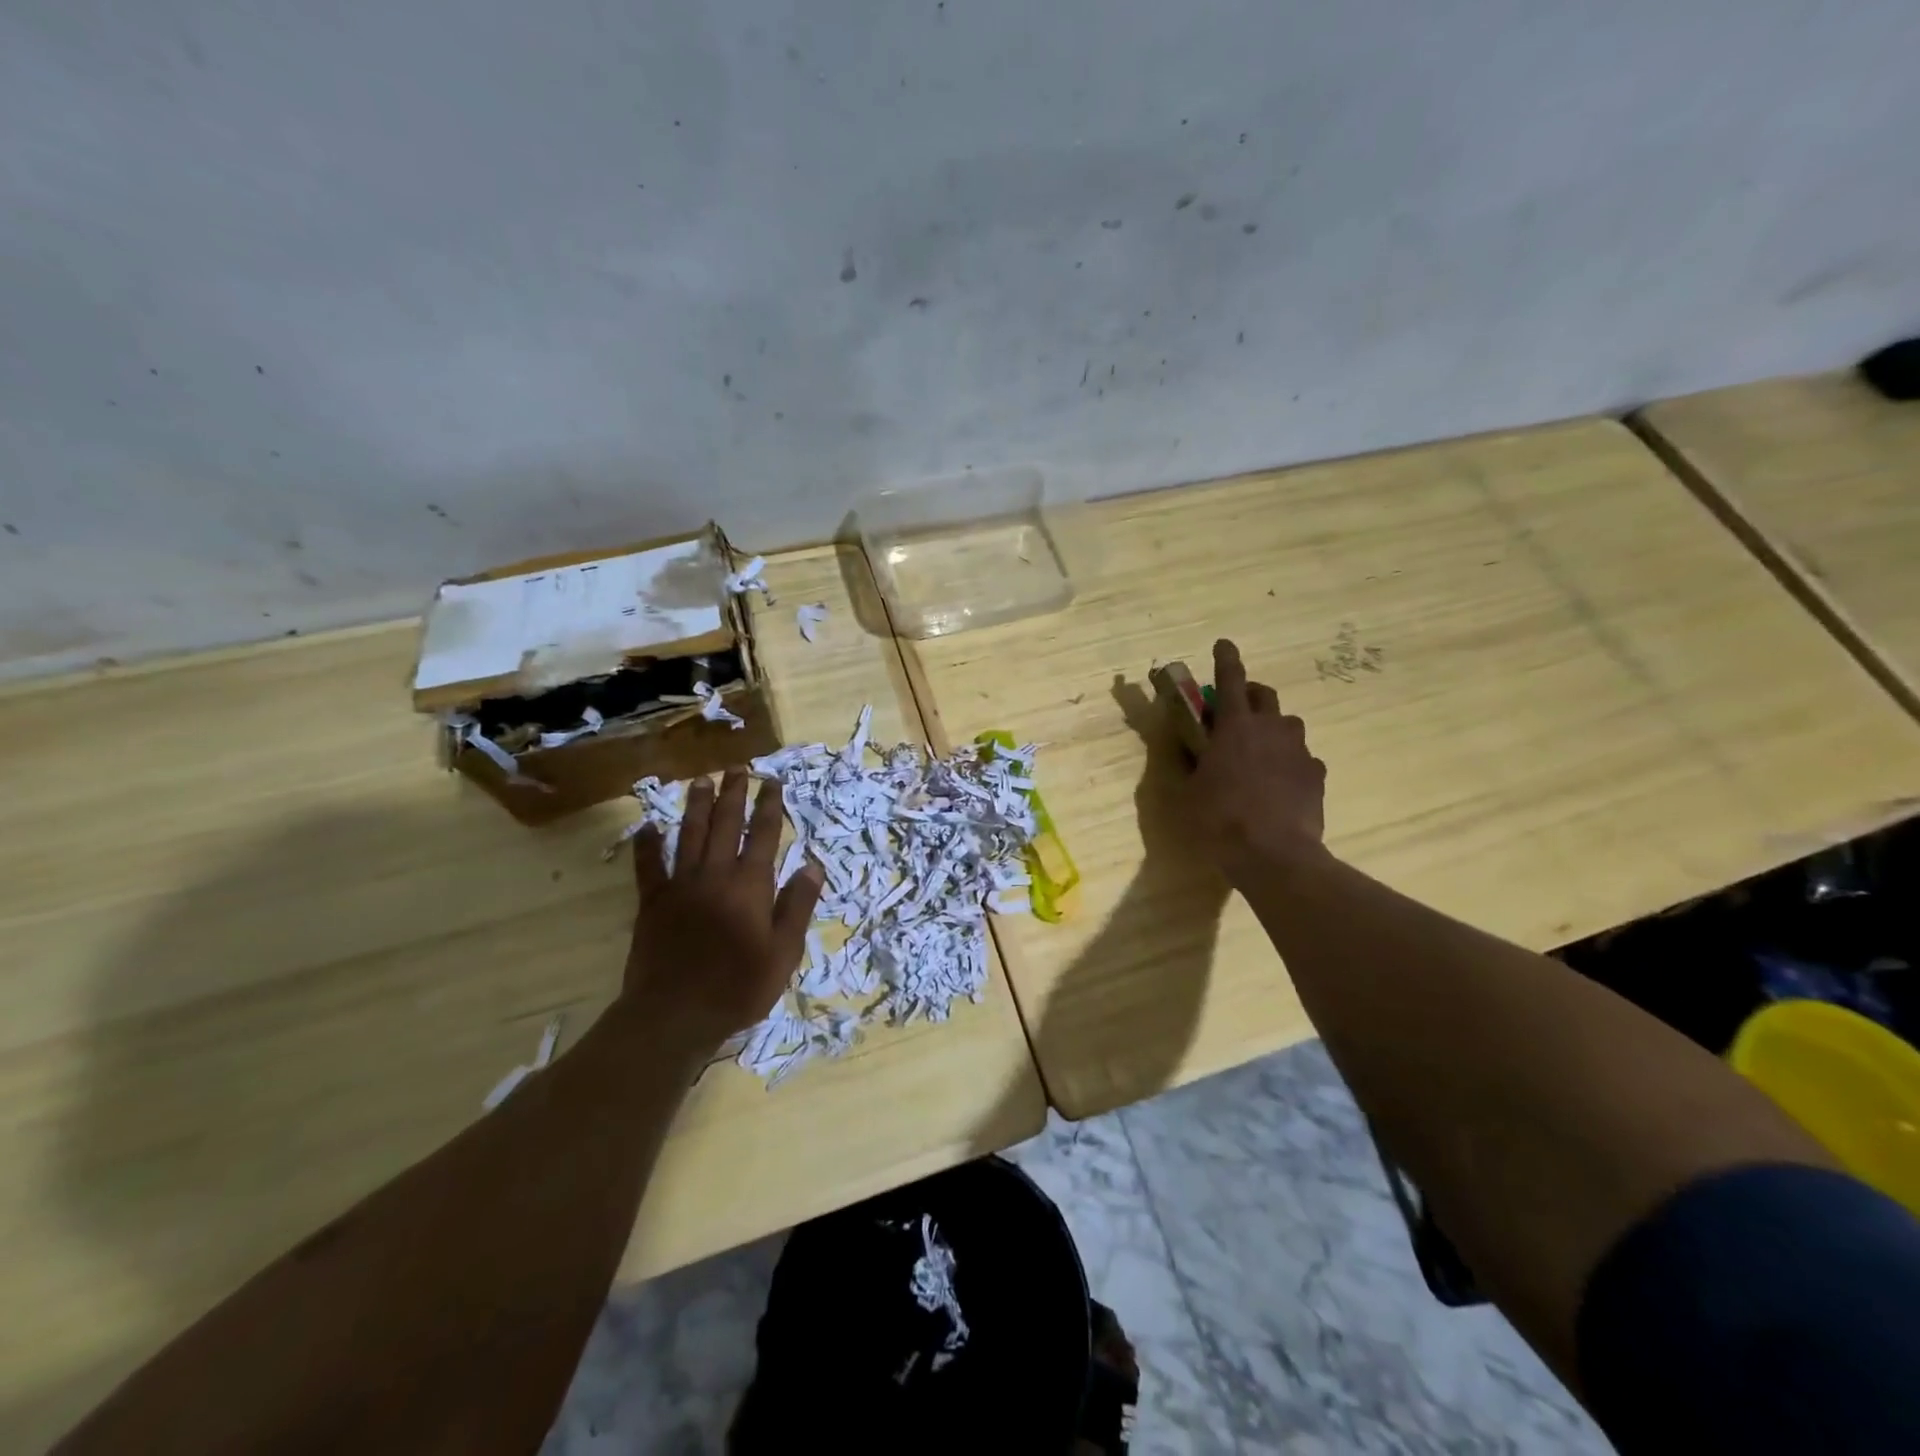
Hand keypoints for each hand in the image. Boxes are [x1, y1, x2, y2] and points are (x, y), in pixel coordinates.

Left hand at [624, 770, 824, 1047]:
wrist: (675, 1014)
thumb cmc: (738, 987)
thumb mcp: (784, 952)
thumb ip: (797, 905)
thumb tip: (812, 864)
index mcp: (751, 885)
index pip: (764, 835)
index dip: (769, 806)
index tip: (773, 782)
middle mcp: (716, 875)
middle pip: (725, 825)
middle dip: (733, 794)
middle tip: (737, 768)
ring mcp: (680, 886)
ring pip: (689, 835)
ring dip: (696, 806)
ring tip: (700, 780)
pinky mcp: (652, 903)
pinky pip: (648, 867)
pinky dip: (647, 845)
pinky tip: (647, 826)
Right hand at [1188, 638, 1327, 882]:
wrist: (1274, 855)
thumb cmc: (1218, 820)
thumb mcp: (1184, 793)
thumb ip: (1185, 763)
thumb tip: (1182, 745)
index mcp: (1234, 726)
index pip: (1230, 680)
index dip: (1225, 658)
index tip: (1224, 643)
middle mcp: (1271, 729)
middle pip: (1264, 695)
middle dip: (1249, 694)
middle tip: (1235, 710)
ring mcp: (1299, 751)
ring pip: (1287, 725)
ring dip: (1272, 728)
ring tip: (1259, 752)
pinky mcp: (1316, 775)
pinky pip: (1302, 758)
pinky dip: (1289, 762)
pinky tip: (1279, 784)